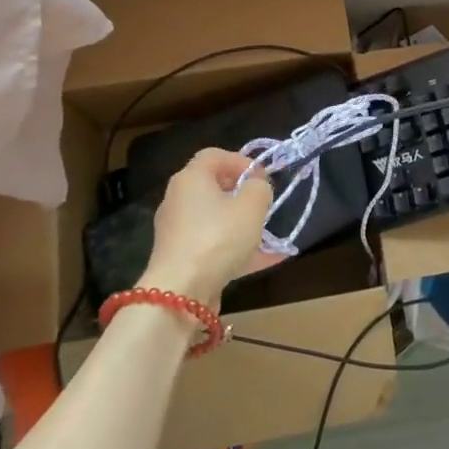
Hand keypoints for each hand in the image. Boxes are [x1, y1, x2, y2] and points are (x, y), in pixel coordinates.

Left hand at [141, 149, 276, 307]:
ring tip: (271, 235)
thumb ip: (260, 187)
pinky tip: (267, 261)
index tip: (262, 178)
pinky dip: (237, 249)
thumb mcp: (252, 205)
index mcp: (191, 178)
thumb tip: (256, 185)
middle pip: (213, 187)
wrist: (180, 292)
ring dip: (243, 225)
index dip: (241, 161)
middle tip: (264, 205)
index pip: (214, 155)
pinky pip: (214, 245)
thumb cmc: (218, 237)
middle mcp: (179, 200)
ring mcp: (178, 231)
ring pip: (216, 219)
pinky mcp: (181, 258)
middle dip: (243, 194)